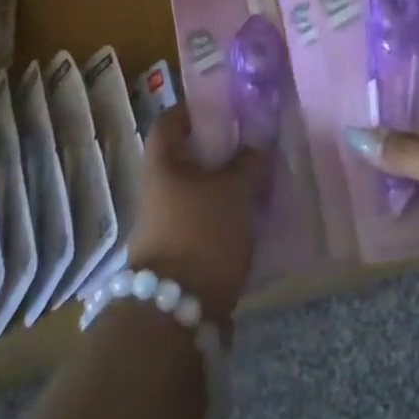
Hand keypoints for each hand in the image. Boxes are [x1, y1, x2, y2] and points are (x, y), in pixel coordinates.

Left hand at [124, 104, 266, 326]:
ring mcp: (166, 223)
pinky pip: (204, 220)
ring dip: (224, 184)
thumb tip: (256, 142)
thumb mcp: (234, 190)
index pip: (170, 120)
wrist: (176, 313)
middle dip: (218, 150)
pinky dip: (225, 214)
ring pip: (198, 190)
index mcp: (163, 162)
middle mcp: (158, 188)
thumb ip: (248, 161)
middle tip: (253, 143)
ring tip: (261, 180)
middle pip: (186, 156)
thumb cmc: (201, 233)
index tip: (225, 105)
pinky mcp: (180, 253)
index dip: (194, 108)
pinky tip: (253, 217)